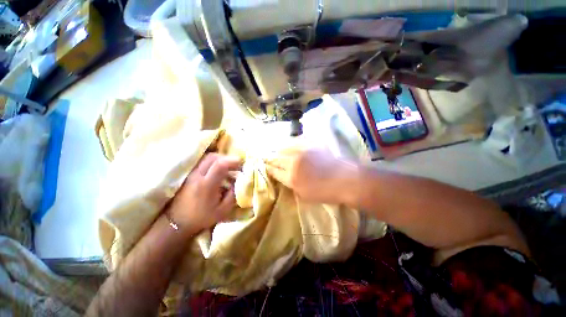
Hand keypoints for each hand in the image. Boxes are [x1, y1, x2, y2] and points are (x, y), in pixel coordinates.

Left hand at [168, 154, 240, 233]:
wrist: (178, 223)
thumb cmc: (201, 218)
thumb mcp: (223, 210)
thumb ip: (233, 195)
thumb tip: (239, 182)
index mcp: (206, 185)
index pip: (220, 165)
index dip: (233, 161)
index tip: (242, 163)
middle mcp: (198, 176)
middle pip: (213, 157)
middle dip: (227, 158)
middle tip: (236, 165)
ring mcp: (192, 174)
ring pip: (207, 158)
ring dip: (220, 159)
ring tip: (228, 168)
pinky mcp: (190, 174)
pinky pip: (203, 162)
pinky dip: (213, 162)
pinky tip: (218, 171)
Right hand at [265, 148, 358, 204]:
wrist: (345, 180)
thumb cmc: (325, 192)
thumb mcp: (304, 195)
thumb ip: (291, 184)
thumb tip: (284, 176)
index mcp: (291, 178)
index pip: (274, 171)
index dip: (270, 169)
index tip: (267, 168)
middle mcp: (293, 162)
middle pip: (276, 158)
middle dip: (271, 159)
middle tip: (267, 158)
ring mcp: (302, 151)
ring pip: (284, 147)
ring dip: (279, 150)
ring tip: (276, 150)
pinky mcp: (311, 144)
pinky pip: (296, 141)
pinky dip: (290, 143)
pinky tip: (289, 144)